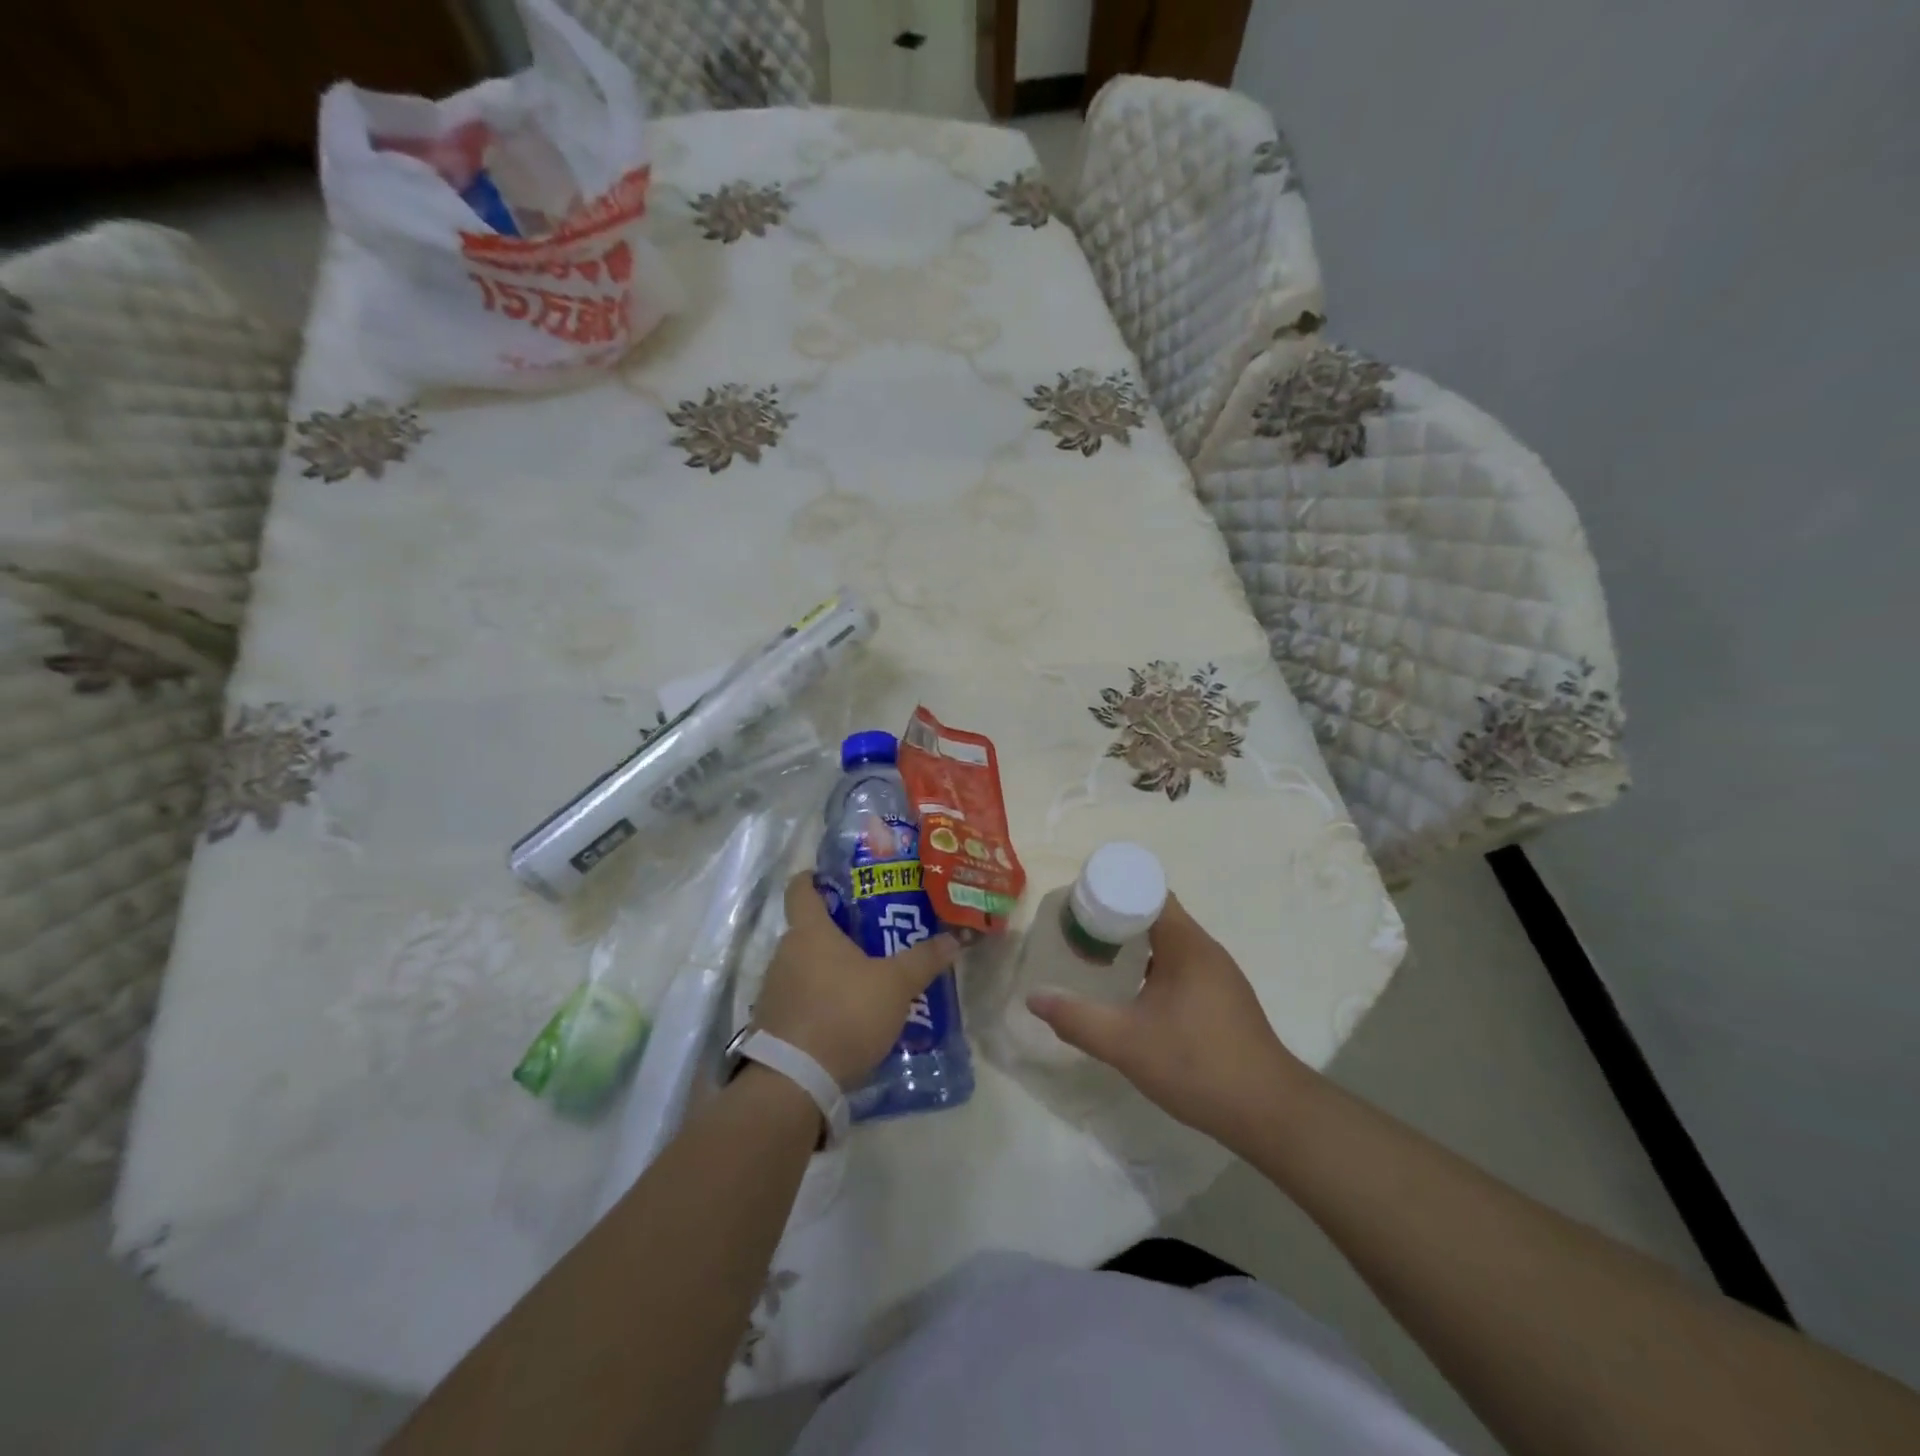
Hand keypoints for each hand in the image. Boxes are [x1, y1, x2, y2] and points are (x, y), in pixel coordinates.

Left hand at [754, 873, 960, 1088]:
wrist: (795, 1081)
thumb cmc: (845, 1013)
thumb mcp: (895, 985)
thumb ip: (923, 960)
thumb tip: (953, 939)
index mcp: (810, 932)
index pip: (801, 888)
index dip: (815, 878)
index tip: (834, 879)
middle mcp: (784, 953)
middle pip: (808, 930)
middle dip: (837, 931)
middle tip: (873, 936)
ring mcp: (773, 990)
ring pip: (804, 966)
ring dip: (829, 970)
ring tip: (865, 980)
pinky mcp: (772, 1023)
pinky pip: (799, 999)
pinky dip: (819, 1001)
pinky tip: (847, 1017)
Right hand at [1027, 894, 1310, 1144]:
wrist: (1269, 1113)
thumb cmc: (1197, 1065)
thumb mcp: (1126, 1043)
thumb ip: (1077, 1019)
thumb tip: (1033, 998)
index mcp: (1187, 944)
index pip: (1148, 893)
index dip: (1113, 891)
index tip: (1078, 904)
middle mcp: (1205, 950)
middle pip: (1156, 915)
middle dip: (1115, 919)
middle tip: (1077, 932)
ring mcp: (1218, 975)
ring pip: (1168, 943)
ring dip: (1133, 945)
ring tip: (1096, 958)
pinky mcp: (1223, 999)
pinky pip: (1180, 965)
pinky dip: (1151, 966)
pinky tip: (1132, 992)